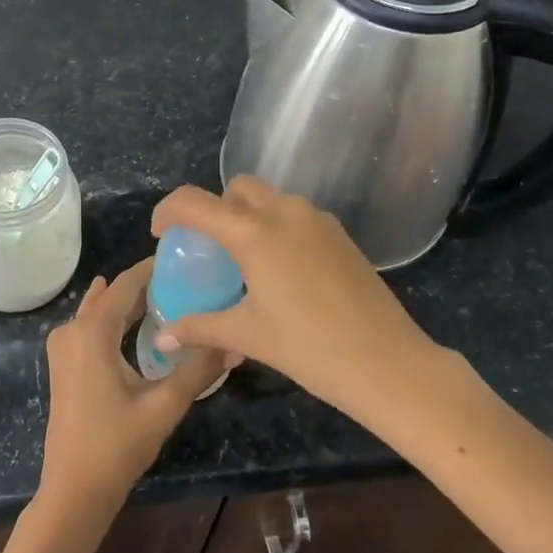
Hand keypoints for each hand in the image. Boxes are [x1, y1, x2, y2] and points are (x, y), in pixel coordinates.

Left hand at [38, 259, 232, 521]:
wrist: (74, 489)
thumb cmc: (116, 445)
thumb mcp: (164, 405)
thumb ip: (198, 371)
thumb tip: (235, 345)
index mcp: (91, 331)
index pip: (124, 284)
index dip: (151, 268)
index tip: (182, 255)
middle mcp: (71, 330)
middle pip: (111, 295)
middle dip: (144, 285)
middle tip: (185, 277)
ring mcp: (63, 348)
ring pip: (100, 311)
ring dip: (129, 302)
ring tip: (169, 294)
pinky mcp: (64, 364)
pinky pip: (92, 327)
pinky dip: (115, 319)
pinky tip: (138, 323)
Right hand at [150, 177, 446, 411]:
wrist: (390, 364)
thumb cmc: (310, 348)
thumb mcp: (247, 335)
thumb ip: (199, 328)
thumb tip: (162, 339)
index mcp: (253, 232)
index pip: (194, 202)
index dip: (168, 211)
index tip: (161, 235)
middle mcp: (284, 212)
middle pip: (236, 188)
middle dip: (214, 208)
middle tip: (208, 248)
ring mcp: (317, 219)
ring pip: (269, 198)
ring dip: (247, 216)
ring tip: (244, 262)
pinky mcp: (340, 234)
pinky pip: (294, 215)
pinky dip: (275, 227)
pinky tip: (281, 271)